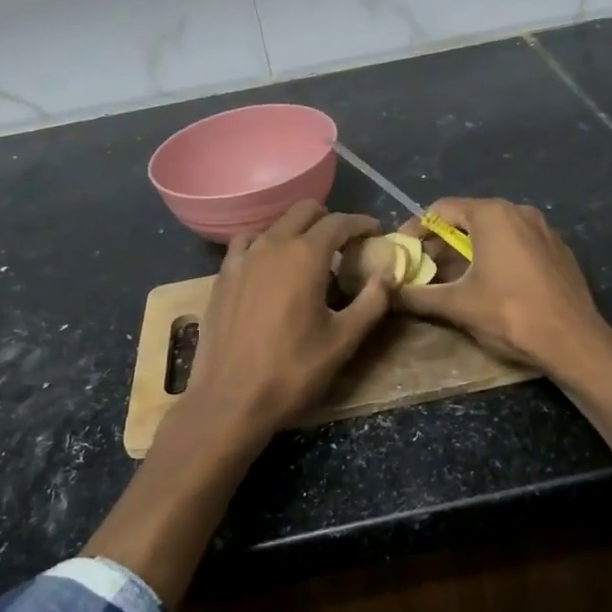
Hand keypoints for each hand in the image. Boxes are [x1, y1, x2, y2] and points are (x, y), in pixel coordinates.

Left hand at [183, 200, 394, 436]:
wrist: (230, 400)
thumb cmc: (293, 371)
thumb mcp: (344, 340)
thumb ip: (372, 301)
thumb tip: (388, 275)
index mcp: (305, 256)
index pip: (339, 222)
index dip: (361, 223)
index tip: (374, 231)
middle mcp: (272, 245)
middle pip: (304, 212)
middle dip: (329, 220)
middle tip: (346, 243)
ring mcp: (242, 259)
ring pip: (275, 225)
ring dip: (297, 231)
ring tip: (309, 256)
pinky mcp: (222, 277)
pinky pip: (247, 244)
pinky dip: (266, 245)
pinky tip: (270, 267)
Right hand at [397, 197, 611, 380]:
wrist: (574, 341)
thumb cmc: (510, 315)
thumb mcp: (457, 305)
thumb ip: (418, 295)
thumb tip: (388, 292)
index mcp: (492, 215)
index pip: (441, 209)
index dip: (416, 229)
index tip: (402, 251)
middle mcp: (519, 211)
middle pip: (468, 218)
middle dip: (442, 242)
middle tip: (423, 267)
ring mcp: (544, 229)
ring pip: (495, 231)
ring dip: (470, 250)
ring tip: (453, 277)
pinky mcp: (558, 250)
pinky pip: (518, 244)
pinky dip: (497, 256)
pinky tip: (492, 283)